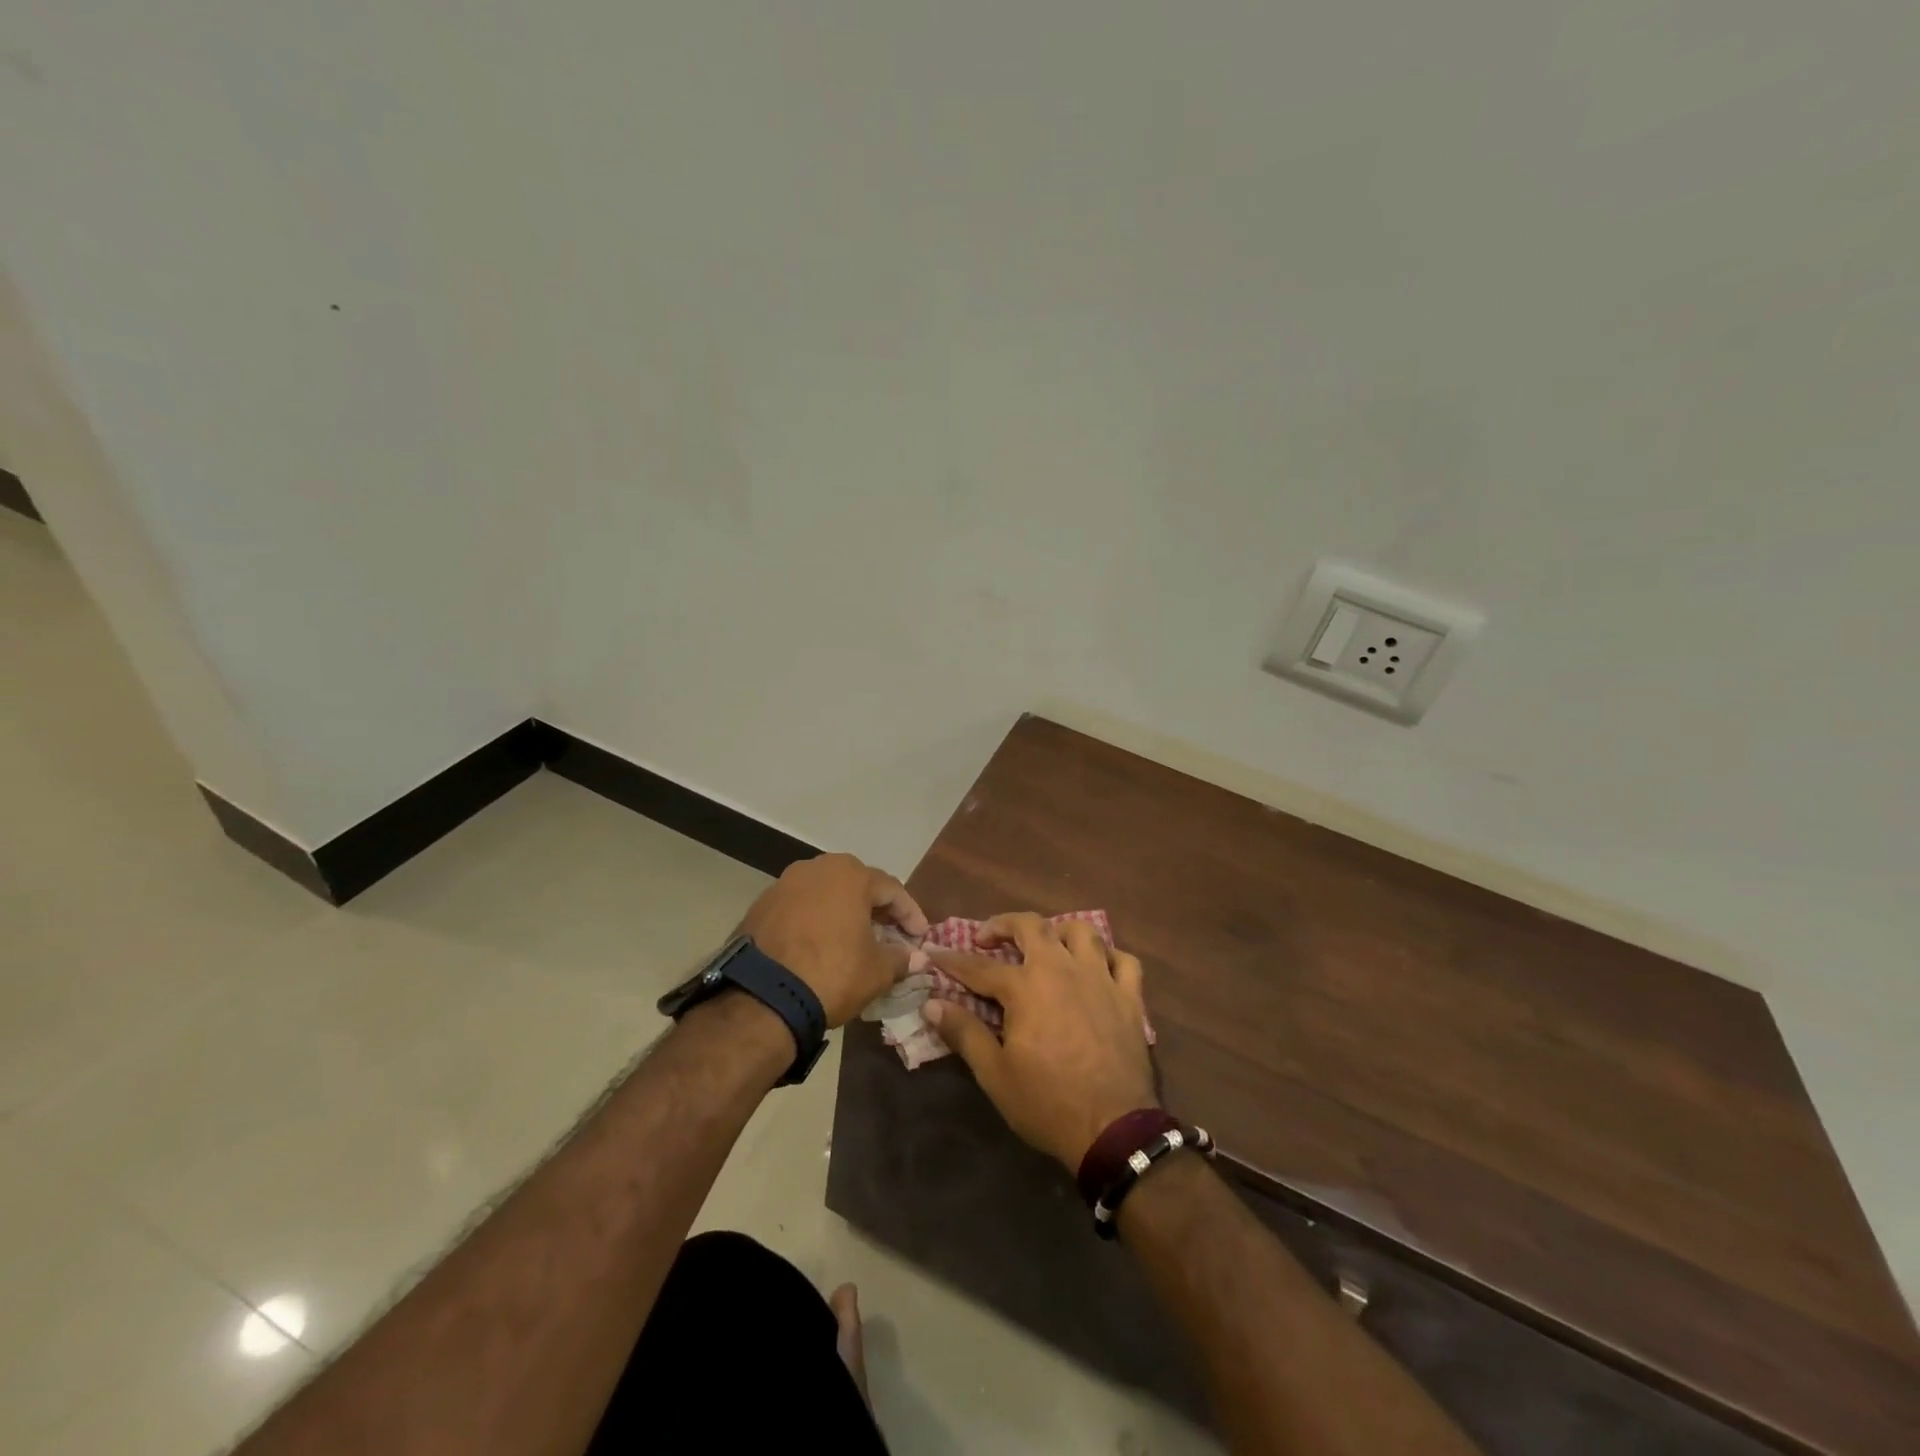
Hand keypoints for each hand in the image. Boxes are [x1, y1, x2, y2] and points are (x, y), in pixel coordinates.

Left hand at [739, 853, 928, 1025]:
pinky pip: (800, 908)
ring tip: (855, 939)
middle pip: (857, 885)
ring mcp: (784, 884)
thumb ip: (901, 958)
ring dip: (844, 913)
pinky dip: (816, 921)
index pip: (892, 889)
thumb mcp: (877, 971)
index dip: (910, 914)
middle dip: (877, 909)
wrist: (762, 999)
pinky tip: (821, 945)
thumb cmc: (831, 974)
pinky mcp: (761, 905)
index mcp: (850, 874)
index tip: (920, 936)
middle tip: (890, 934)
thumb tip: (917, 957)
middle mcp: (816, 868)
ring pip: (826, 894)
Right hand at [926, 913, 1156, 1171]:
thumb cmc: (1047, 1102)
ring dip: (1059, 932)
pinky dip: (1109, 957)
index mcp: (1026, 987)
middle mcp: (1062, 970)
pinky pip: (1124, 961)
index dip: (954, 961)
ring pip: (1082, 931)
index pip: (980, 967)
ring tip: (1046, 947)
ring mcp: (1100, 979)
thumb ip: (964, 1032)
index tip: (936, 956)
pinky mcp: (1130, 997)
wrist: (1113, 1129)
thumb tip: (931, 1004)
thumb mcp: (995, 1074)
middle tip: (988, 939)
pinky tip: (1098, 968)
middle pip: (1032, 926)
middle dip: (1004, 925)